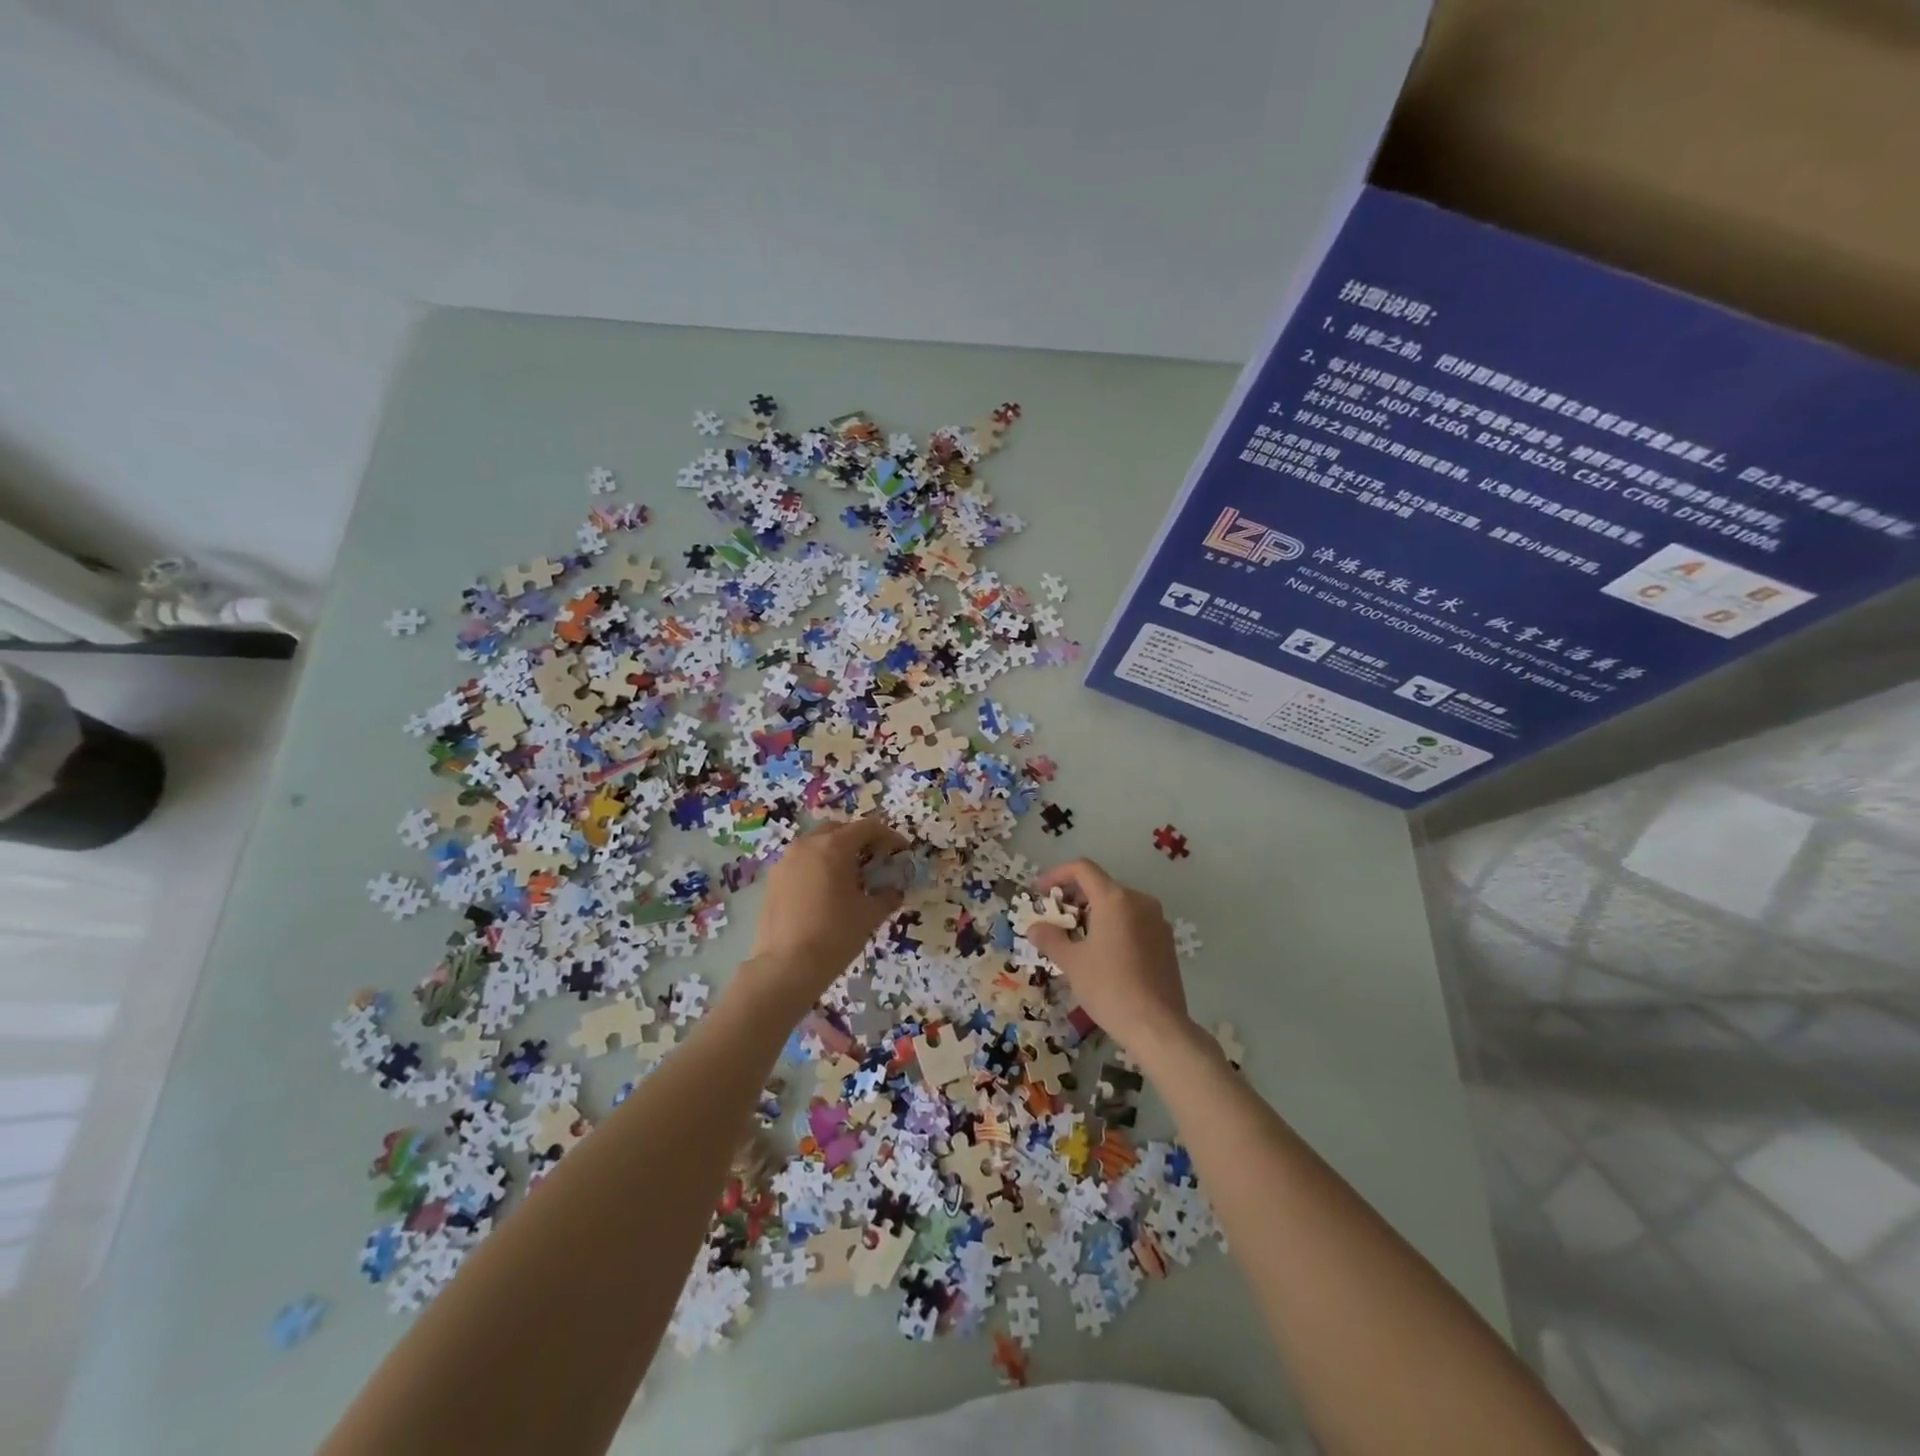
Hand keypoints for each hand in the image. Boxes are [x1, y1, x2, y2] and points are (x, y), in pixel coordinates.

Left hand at [738, 817, 907, 1012]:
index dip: (889, 836)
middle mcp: (807, 844)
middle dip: (860, 841)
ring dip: (836, 852)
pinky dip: (818, 867)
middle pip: (839, 830)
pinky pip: (801, 862)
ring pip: (817, 844)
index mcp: (834, 846)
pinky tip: (826, 892)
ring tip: (850, 878)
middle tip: (875, 861)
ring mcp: (786, 861)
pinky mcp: (773, 879)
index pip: (868, 827)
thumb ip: (886, 896)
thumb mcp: (870, 914)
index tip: (901, 851)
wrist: (787, 966)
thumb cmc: (835, 934)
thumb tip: (893, 891)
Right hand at [1027, 858, 1190, 1055]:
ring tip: (1076, 938)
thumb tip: (1034, 927)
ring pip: (1118, 904)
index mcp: (1115, 899)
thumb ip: (1050, 938)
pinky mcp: (1166, 941)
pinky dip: (1113, 926)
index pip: (1082, 869)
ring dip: (1093, 913)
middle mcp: (1139, 901)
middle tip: (1054, 919)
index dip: (1057, 875)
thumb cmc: (1109, 987)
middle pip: (1101, 885)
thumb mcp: (1072, 962)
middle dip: (1074, 897)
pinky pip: (1134, 921)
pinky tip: (1103, 953)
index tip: (1040, 892)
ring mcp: (1157, 921)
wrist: (1157, 1026)